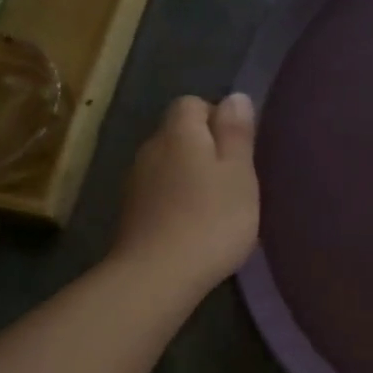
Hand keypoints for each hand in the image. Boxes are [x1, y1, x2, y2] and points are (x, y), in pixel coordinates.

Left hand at [110, 93, 259, 287]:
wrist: (157, 275)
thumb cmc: (211, 219)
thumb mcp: (239, 173)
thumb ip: (236, 133)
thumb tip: (235, 97)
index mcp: (179, 133)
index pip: (193, 103)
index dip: (218, 118)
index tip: (240, 149)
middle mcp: (151, 148)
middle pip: (179, 133)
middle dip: (206, 147)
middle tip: (235, 179)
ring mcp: (136, 181)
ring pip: (169, 163)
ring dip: (191, 175)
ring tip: (218, 204)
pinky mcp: (132, 212)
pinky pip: (160, 191)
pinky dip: (178, 199)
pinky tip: (195, 224)